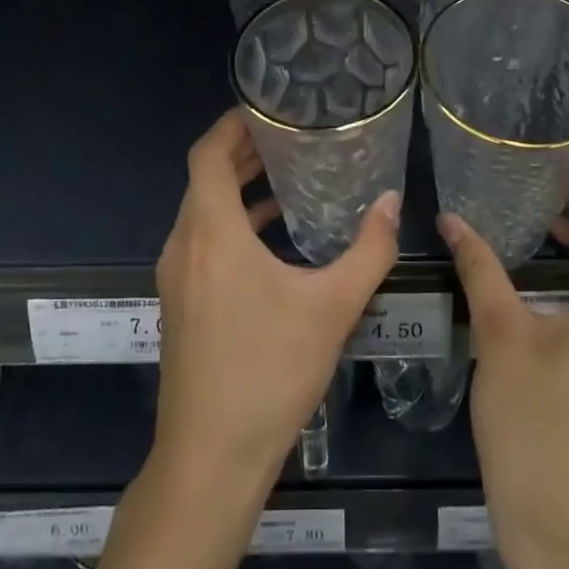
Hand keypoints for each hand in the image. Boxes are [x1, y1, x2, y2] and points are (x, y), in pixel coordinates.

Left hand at [152, 109, 400, 489]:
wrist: (209, 460)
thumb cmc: (268, 372)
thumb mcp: (331, 307)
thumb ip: (368, 250)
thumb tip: (391, 202)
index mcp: (210, 231)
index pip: (208, 152)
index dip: (233, 123)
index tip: (268, 108)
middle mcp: (184, 244)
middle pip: (205, 177)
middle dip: (243, 151)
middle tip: (289, 135)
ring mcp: (177, 276)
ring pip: (203, 210)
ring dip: (238, 188)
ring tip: (288, 176)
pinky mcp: (181, 303)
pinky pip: (203, 240)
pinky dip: (233, 223)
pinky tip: (273, 237)